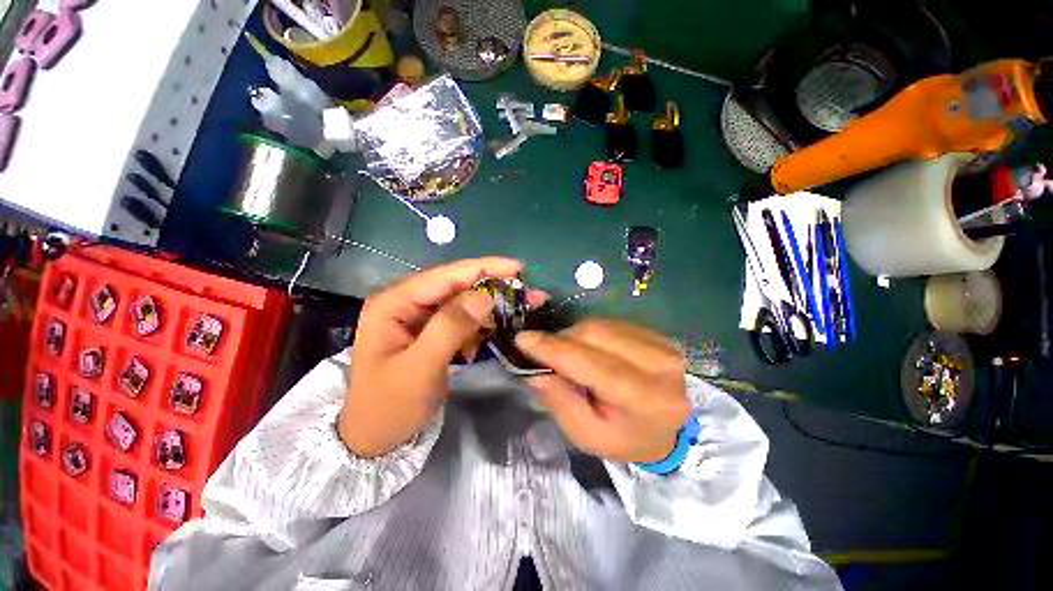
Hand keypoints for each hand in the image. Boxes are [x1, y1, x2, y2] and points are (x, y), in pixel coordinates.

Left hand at [340, 257, 521, 457]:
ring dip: (491, 307)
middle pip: (457, 285)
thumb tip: (485, 295)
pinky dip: (479, 326)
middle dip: (493, 287)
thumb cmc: (389, 406)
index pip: (445, 276)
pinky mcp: (431, 332)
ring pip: (463, 302)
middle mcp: (406, 302)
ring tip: (520, 310)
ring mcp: (419, 318)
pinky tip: (489, 337)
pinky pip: (462, 320)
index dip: (484, 268)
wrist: (374, 441)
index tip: (518, 268)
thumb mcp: (420, 367)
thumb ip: (451, 327)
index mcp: (394, 303)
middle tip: (527, 291)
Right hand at [515, 320, 690, 463]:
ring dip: (574, 334)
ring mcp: (662, 344)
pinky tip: (587, 347)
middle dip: (561, 339)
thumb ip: (560, 399)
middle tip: (542, 349)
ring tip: (566, 351)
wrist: (668, 432)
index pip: (590, 362)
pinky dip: (591, 332)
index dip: (553, 348)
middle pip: (595, 335)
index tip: (522, 339)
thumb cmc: (624, 438)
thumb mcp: (587, 434)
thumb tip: (535, 368)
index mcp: (642, 397)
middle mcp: (658, 363)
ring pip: (602, 325)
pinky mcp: (658, 334)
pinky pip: (612, 323)